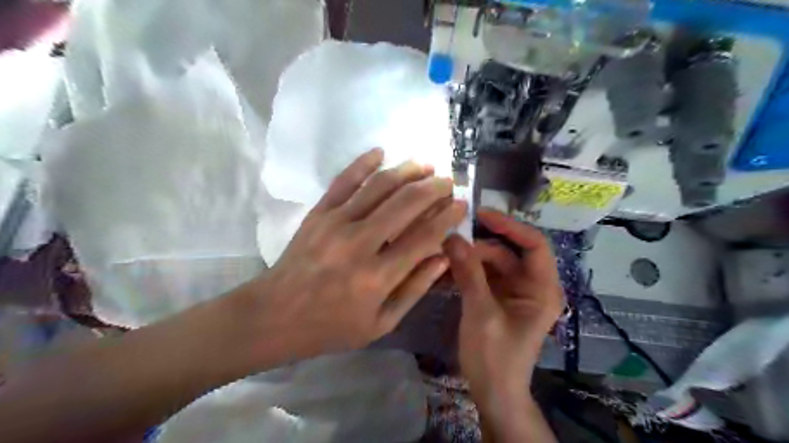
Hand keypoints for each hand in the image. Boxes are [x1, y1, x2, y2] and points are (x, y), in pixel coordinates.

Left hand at [249, 149, 462, 363]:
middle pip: (405, 204)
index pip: (424, 236)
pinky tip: (380, 151)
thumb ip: (414, 289)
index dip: (447, 217)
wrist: (275, 316)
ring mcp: (336, 223)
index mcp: (377, 277)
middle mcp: (360, 243)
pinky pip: (344, 181)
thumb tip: (443, 257)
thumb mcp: (380, 323)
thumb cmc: (331, 326)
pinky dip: (363, 163)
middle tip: (448, 182)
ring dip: (406, 171)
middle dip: (433, 188)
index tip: (461, 205)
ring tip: (425, 165)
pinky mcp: (318, 213)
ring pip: (379, 186)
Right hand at [443, 209, 559, 406]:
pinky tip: (444, 271)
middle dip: (479, 246)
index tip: (480, 214)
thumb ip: (468, 273)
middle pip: (507, 252)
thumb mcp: (481, 313)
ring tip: (441, 255)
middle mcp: (531, 286)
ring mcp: (513, 292)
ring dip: (468, 258)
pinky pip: (482, 276)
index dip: (509, 226)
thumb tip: (452, 237)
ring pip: (491, 263)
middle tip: (448, 240)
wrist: (493, 393)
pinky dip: (465, 272)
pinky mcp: (497, 299)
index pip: (534, 244)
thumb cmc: (494, 357)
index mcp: (541, 289)